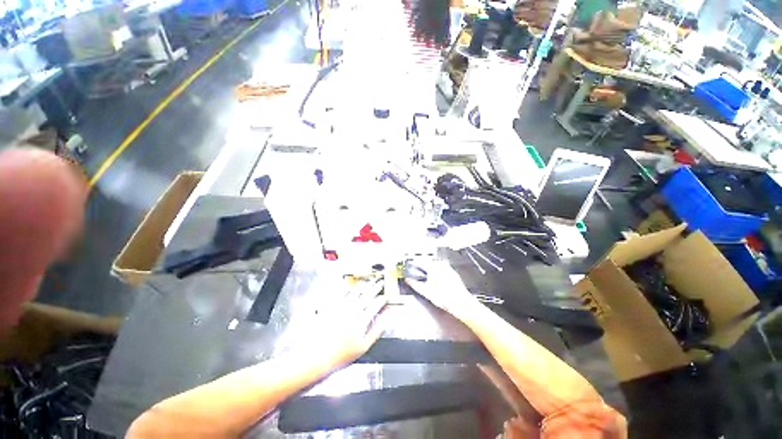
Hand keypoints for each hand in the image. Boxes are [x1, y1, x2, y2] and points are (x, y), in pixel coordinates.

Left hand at [289, 277, 388, 367]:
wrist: (316, 355)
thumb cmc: (340, 354)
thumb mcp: (363, 346)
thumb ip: (377, 331)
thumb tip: (386, 320)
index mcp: (361, 319)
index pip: (375, 305)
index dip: (382, 300)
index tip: (386, 297)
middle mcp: (352, 310)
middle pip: (366, 295)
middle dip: (375, 288)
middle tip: (379, 282)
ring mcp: (341, 307)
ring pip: (355, 292)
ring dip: (363, 286)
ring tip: (367, 283)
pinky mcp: (331, 307)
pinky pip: (341, 293)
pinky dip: (348, 289)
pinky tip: (350, 287)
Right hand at [404, 259, 478, 319]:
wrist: (460, 303)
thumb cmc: (444, 297)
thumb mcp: (425, 291)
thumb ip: (415, 284)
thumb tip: (409, 281)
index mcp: (433, 267)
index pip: (421, 262)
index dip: (415, 264)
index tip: (411, 266)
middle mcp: (441, 266)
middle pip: (429, 263)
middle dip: (423, 267)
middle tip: (419, 272)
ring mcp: (448, 269)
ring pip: (437, 266)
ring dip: (431, 269)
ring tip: (428, 278)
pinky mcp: (454, 274)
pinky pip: (443, 270)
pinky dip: (439, 273)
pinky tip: (439, 281)